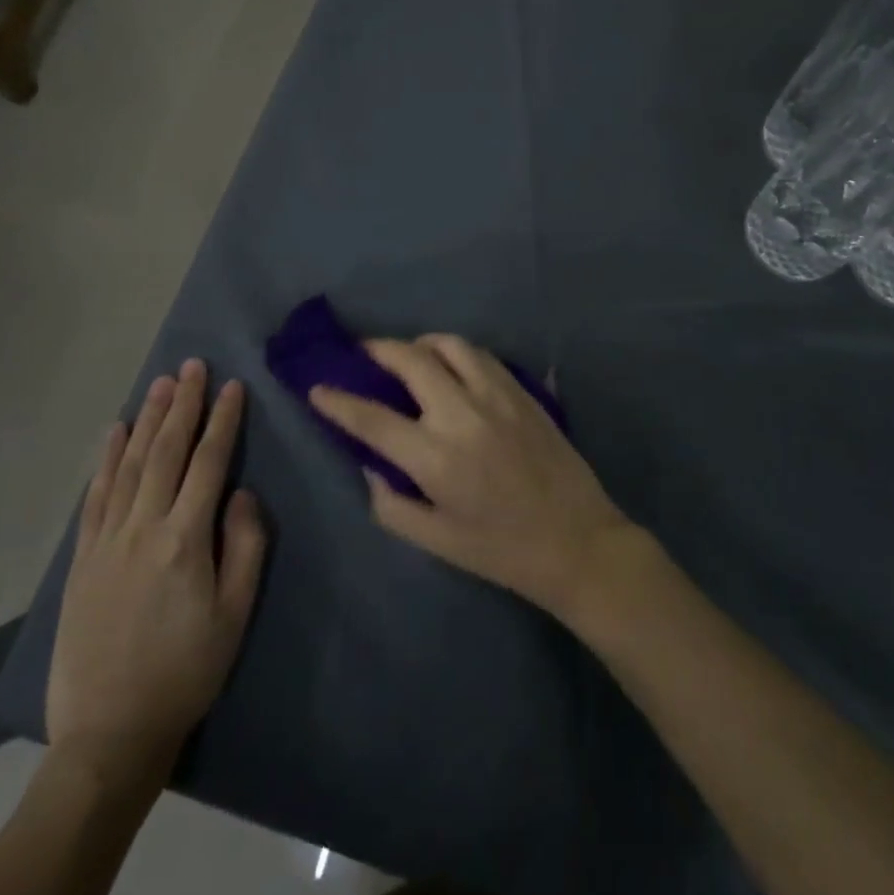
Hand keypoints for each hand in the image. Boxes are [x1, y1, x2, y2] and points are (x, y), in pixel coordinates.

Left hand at [47, 360, 267, 787]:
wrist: (109, 733)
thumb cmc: (187, 671)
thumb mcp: (236, 613)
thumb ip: (245, 546)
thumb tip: (243, 493)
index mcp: (186, 539)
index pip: (209, 462)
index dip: (223, 420)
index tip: (233, 385)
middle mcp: (144, 527)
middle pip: (166, 451)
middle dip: (184, 405)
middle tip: (193, 366)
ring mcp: (107, 541)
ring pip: (130, 464)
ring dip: (148, 419)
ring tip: (162, 384)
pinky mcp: (82, 559)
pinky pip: (96, 496)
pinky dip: (107, 459)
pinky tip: (116, 432)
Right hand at [310, 336, 633, 620]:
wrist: (577, 540)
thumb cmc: (502, 550)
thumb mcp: (436, 542)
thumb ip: (392, 504)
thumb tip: (371, 466)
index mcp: (435, 457)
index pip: (372, 419)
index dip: (338, 401)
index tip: (316, 387)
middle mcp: (462, 414)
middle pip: (410, 360)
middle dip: (377, 349)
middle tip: (362, 352)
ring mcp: (497, 395)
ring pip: (449, 344)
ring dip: (420, 343)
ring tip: (408, 355)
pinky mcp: (522, 390)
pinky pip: (481, 354)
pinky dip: (456, 352)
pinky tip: (451, 367)